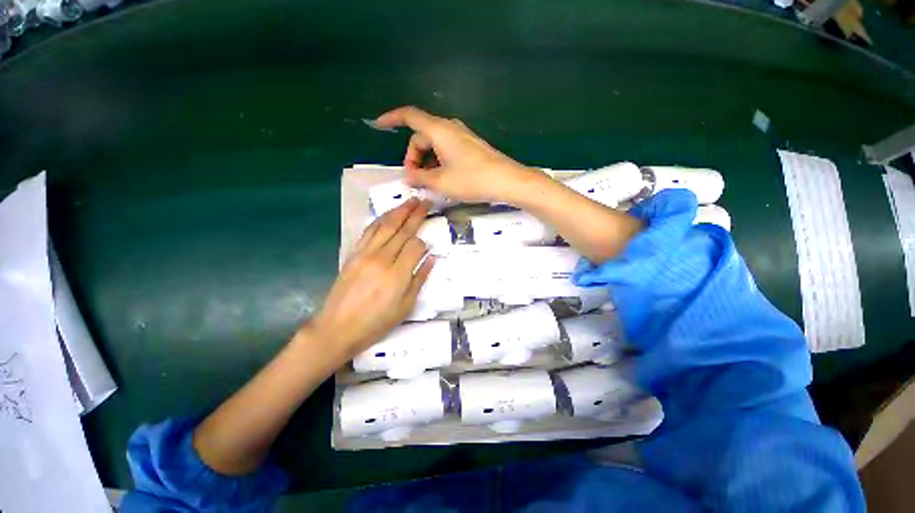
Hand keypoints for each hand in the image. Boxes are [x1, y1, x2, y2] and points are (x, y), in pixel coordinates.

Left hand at [309, 198, 434, 357]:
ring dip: (399, 211)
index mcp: (397, 274)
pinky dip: (380, 220)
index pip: (416, 245)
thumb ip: (420, 279)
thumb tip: (432, 258)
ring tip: (410, 200)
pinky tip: (388, 214)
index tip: (428, 244)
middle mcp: (382, 258)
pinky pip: (369, 231)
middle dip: (415, 213)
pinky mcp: (354, 253)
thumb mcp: (406, 307)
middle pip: (402, 230)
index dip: (424, 242)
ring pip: (385, 225)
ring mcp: (365, 253)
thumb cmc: (376, 323)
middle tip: (425, 200)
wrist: (337, 328)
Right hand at [374, 106, 540, 203]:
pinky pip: (447, 150)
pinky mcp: (470, 147)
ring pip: (434, 145)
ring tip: (429, 183)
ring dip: (427, 162)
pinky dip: (439, 162)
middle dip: (413, 157)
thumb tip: (408, 177)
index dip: (392, 118)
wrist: (507, 181)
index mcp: (439, 130)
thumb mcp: (441, 182)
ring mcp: (462, 137)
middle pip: (422, 136)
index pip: (409, 116)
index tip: (379, 125)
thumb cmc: (472, 179)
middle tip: (415, 179)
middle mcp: (449, 128)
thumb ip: (420, 178)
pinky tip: (443, 179)